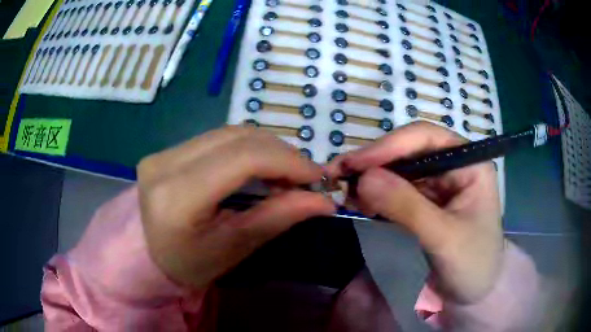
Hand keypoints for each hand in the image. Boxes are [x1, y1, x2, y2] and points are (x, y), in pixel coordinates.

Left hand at [137, 126, 334, 288]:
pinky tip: (257, 168)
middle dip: (281, 153)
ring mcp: (163, 152)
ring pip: (230, 133)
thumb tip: (324, 200)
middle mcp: (164, 163)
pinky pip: (217, 138)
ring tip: (283, 174)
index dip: (287, 161)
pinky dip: (246, 149)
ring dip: (265, 149)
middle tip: (303, 177)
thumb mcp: (234, 248)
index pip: (242, 159)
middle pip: (238, 138)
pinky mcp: (167, 150)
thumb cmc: (190, 265)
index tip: (316, 176)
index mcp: (176, 196)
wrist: (149, 255)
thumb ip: (277, 218)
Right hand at [327, 121, 503, 303]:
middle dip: (374, 162)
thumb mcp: (444, 237)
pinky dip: (376, 195)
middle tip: (339, 175)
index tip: (355, 163)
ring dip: (371, 178)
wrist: (477, 292)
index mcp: (469, 163)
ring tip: (343, 190)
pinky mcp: (426, 202)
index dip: (389, 145)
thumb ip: (407, 207)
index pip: (426, 138)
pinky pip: (397, 191)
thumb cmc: (473, 264)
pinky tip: (359, 201)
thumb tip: (363, 178)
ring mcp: (439, 184)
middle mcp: (453, 166)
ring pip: (399, 170)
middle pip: (408, 151)